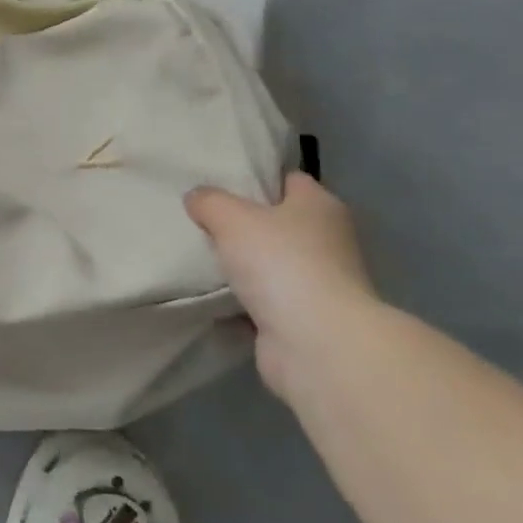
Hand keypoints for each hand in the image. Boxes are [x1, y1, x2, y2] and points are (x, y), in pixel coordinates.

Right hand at [185, 173, 379, 397]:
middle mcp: (327, 241)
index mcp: (320, 207)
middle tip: (201, 224)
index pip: (289, 181)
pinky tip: (209, 300)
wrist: (314, 342)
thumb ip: (210, 202)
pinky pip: (264, 303)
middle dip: (243, 227)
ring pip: (269, 266)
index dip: (256, 180)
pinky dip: (241, 304)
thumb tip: (196, 197)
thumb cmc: (280, 263)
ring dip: (241, 268)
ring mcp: (319, 283)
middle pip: (278, 224)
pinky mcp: (303, 319)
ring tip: (198, 261)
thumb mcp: (232, 218)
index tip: (220, 185)